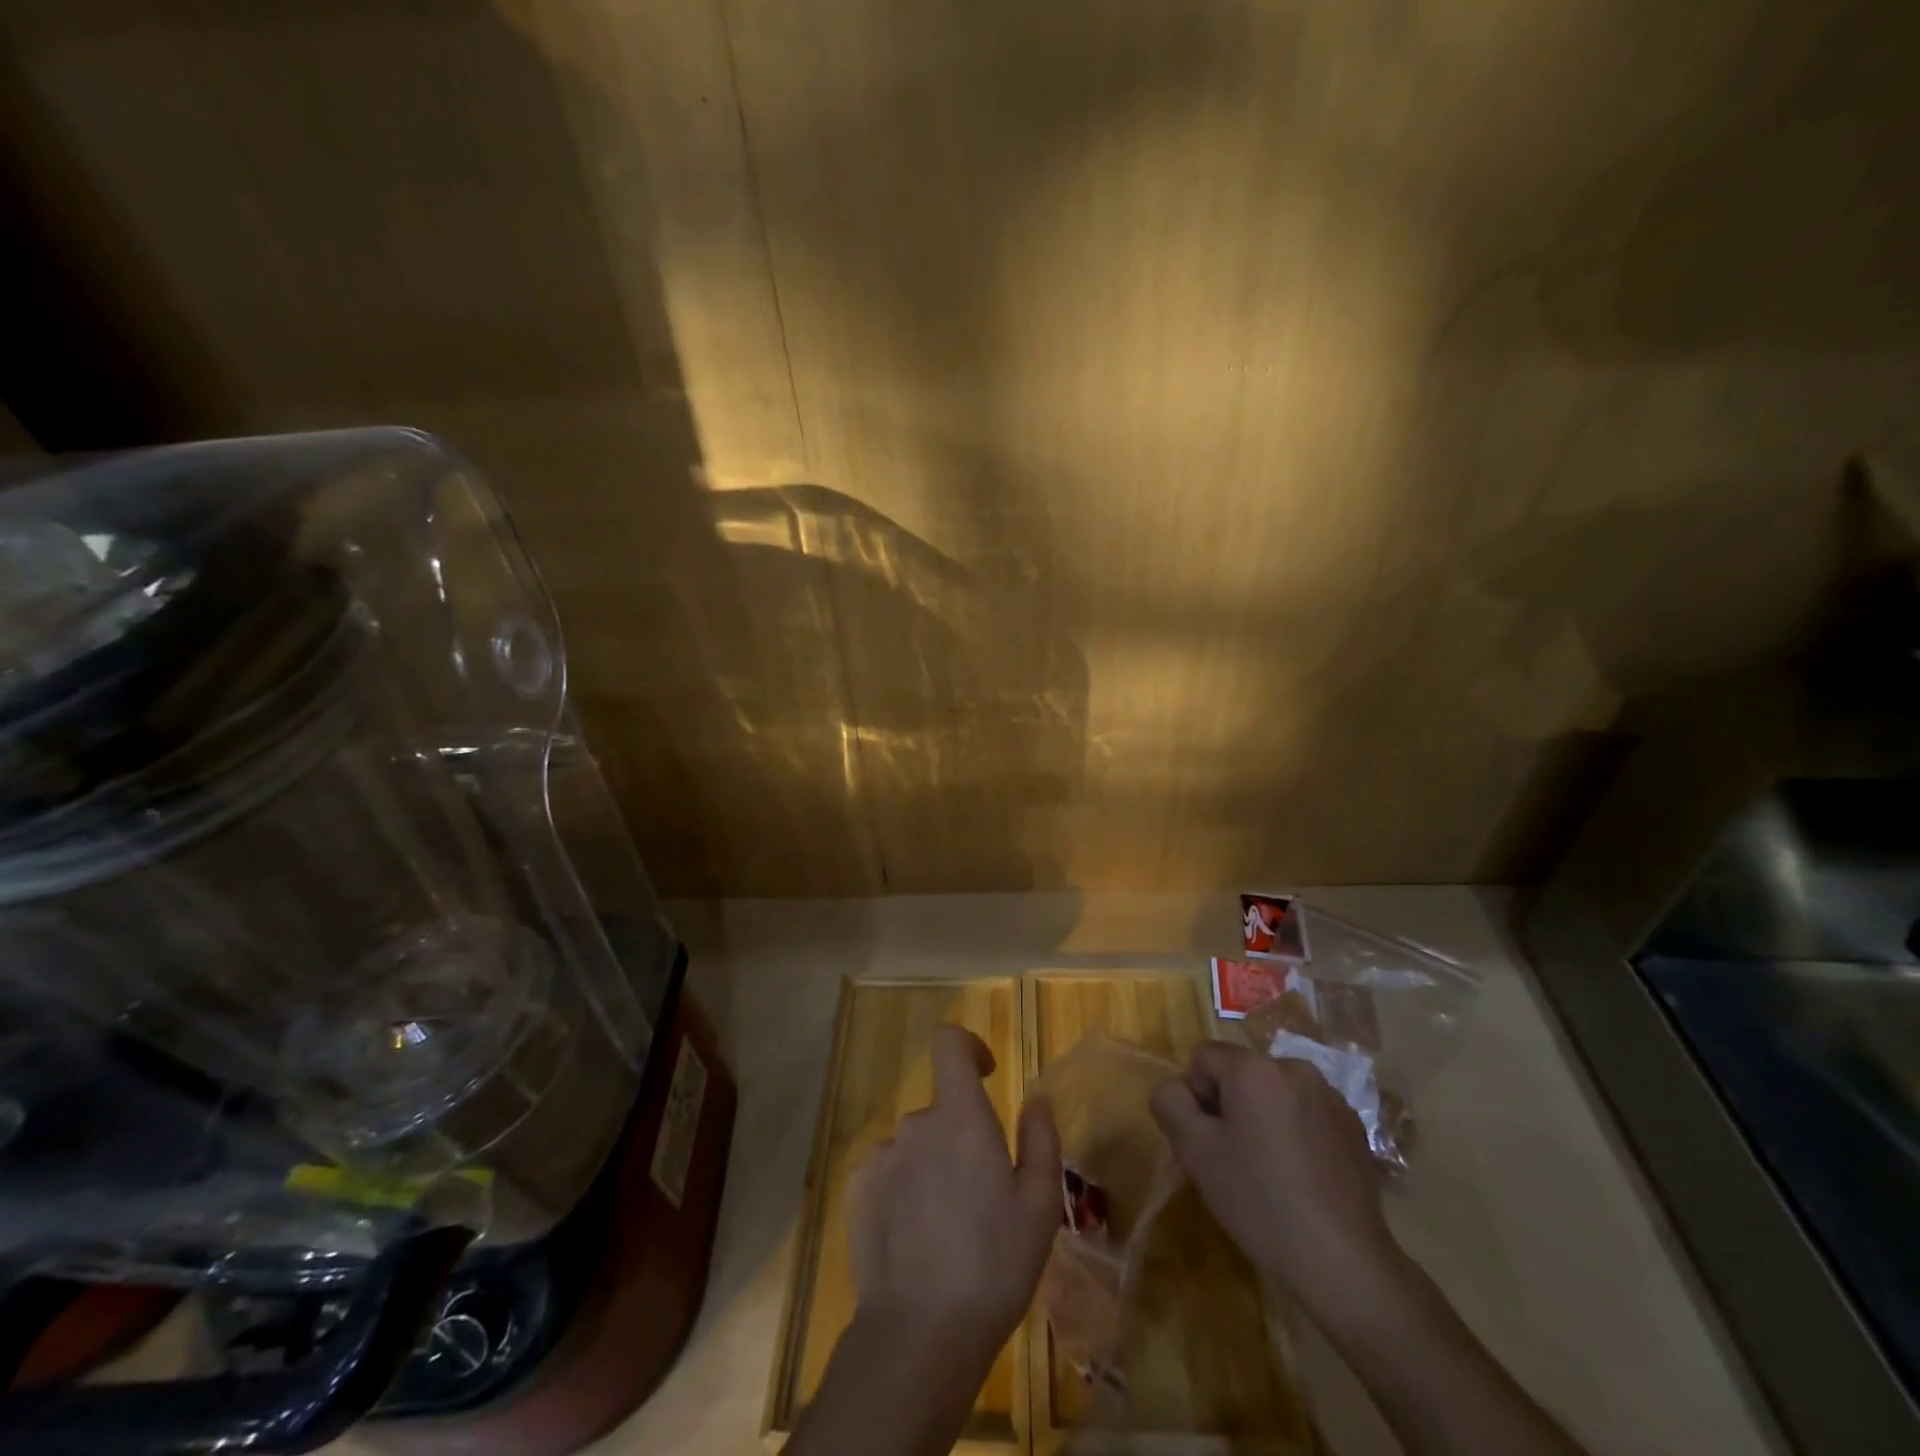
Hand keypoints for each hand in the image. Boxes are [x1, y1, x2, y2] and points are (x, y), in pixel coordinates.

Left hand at [848, 1025, 1062, 1363]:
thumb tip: (1034, 1102)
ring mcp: (880, 1156)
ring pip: (914, 1146)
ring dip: (931, 1167)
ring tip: (947, 1228)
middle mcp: (915, 1124)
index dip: (967, 1047)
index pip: (949, 1043)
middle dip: (960, 1137)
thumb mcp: (1040, 1207)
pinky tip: (914, 1238)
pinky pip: (886, 1172)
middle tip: (981, 1195)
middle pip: (940, 1111)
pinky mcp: (855, 1189)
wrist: (919, 1334)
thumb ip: (1041, 1141)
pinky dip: (902, 1189)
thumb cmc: (993, 1266)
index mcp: (960, 1117)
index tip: (985, 1074)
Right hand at [1150, 1040, 1406, 1334]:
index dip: (1196, 1096)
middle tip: (1234, 1158)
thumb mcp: (1194, 1152)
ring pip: (1274, 1093)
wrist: (1344, 1262)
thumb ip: (1170, 1103)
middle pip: (1241, 1073)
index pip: (1204, 1058)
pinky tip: (1301, 1177)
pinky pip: (1305, 1113)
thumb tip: (1177, 1089)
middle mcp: (1295, 1068)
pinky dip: (1294, 1132)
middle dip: (1230, 1106)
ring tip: (1270, 1170)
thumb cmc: (1260, 1201)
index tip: (1208, 1140)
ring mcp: (1331, 1097)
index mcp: (1255, 1068)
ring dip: (1262, 1117)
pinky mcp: (1354, 1126)